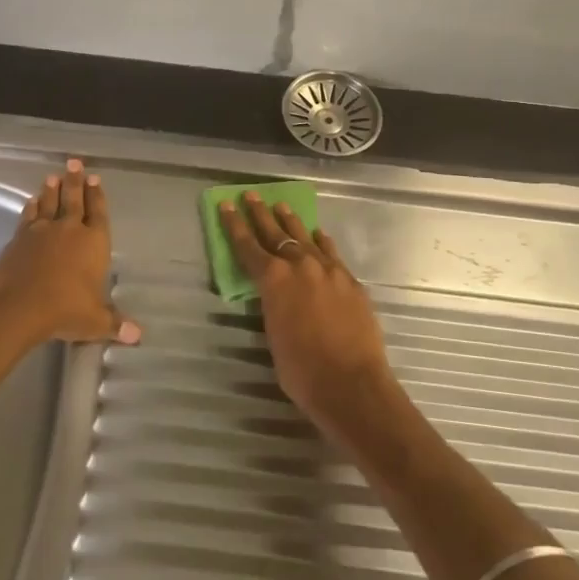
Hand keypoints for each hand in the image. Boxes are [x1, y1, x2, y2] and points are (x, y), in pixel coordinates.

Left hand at [0, 159, 141, 351]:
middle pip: (74, 200)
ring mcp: (42, 231)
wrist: (18, 305)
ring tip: (53, 176)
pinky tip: (31, 201)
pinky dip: (31, 208)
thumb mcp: (95, 321)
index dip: (97, 195)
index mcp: (93, 242)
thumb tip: (138, 336)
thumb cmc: (64, 310)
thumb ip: (115, 323)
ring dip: (52, 190)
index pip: (98, 213)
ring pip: (49, 203)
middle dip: (76, 181)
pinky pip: (28, 217)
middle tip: (74, 162)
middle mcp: (69, 230)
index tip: (95, 178)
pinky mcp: (19, 238)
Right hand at [217, 191, 396, 441]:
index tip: (226, 205)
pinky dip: (322, 242)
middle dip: (260, 214)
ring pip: (306, 238)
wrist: (352, 384)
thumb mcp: (273, 335)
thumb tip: (276, 297)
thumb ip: (273, 306)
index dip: (234, 225)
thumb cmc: (302, 370)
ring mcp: (329, 271)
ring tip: (282, 206)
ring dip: (291, 223)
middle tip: (251, 195)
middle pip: (276, 233)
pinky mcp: (350, 282)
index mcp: (273, 280)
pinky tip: (318, 235)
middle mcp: (300, 266)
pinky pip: (332, 253)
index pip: (247, 246)